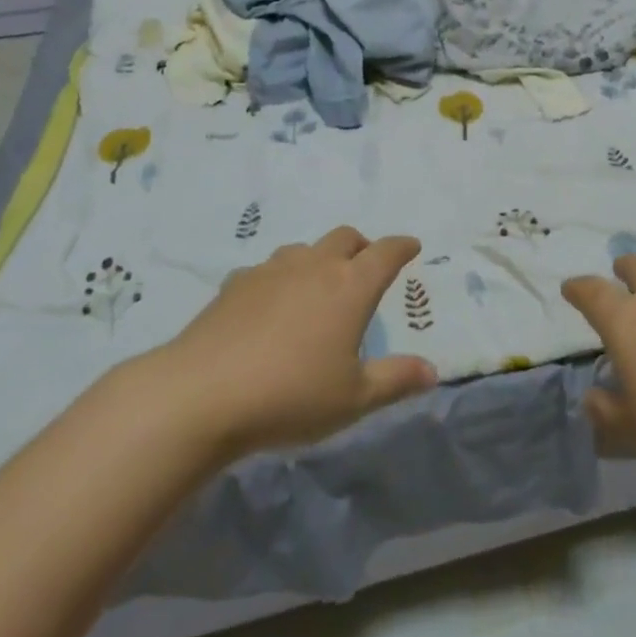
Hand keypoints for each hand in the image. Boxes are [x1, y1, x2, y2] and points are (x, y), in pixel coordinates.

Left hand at [161, 226, 437, 462]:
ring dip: (320, 259)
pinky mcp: (236, 283)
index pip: (386, 252)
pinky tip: (271, 304)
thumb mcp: (353, 398)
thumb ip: (395, 380)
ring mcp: (272, 270)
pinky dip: (281, 278)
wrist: (202, 393)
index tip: (412, 246)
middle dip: (362, 246)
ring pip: (305, 249)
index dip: (402, 247)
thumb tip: (432, 370)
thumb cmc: (290, 395)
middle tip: (366, 266)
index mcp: (350, 286)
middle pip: (345, 238)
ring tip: (319, 286)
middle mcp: (314, 266)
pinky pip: (268, 269)